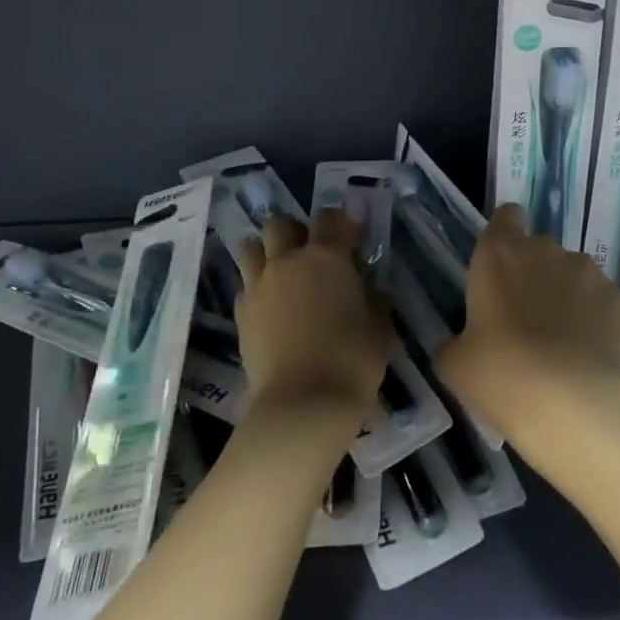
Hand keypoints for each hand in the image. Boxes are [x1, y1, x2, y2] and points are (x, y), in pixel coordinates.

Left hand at [233, 211, 388, 416]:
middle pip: (280, 224)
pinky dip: (255, 289)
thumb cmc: (352, 358)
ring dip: (265, 252)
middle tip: (309, 254)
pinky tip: (269, 308)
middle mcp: (288, 261)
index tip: (352, 239)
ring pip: (251, 247)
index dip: (340, 223)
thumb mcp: (378, 326)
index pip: (330, 218)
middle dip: (294, 231)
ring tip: (280, 273)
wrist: (304, 402)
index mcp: (327, 256)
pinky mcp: (241, 313)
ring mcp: (259, 285)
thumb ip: (374, 299)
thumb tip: (374, 290)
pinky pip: (244, 286)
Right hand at [437, 203, 619, 447]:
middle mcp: (544, 249)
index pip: (505, 217)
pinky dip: (592, 315)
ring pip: (571, 272)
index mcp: (499, 253)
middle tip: (524, 319)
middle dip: (533, 273)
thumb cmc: (499, 372)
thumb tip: (464, 345)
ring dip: (564, 293)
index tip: (501, 266)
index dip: (505, 235)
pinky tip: (585, 351)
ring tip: (561, 340)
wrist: (568, 401)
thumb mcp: (456, 363)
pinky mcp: (616, 296)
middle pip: (538, 248)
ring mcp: (585, 270)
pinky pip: (598, 298)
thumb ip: (458, 341)